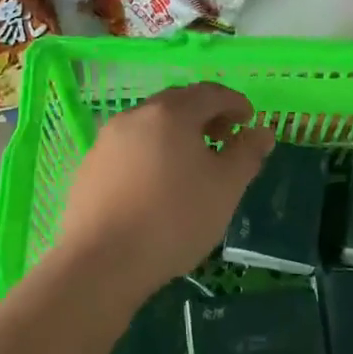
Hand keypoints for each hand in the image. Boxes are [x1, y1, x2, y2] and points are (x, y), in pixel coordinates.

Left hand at [53, 83, 274, 299]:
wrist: (102, 260)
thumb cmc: (174, 219)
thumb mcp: (225, 188)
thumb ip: (247, 154)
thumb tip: (262, 132)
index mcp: (171, 113)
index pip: (210, 93)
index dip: (235, 103)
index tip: (249, 121)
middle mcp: (135, 116)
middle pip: (177, 103)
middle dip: (205, 115)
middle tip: (223, 139)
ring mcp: (107, 140)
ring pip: (150, 125)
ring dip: (176, 134)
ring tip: (192, 164)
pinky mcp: (90, 166)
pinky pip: (130, 147)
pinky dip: (151, 152)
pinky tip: (157, 184)